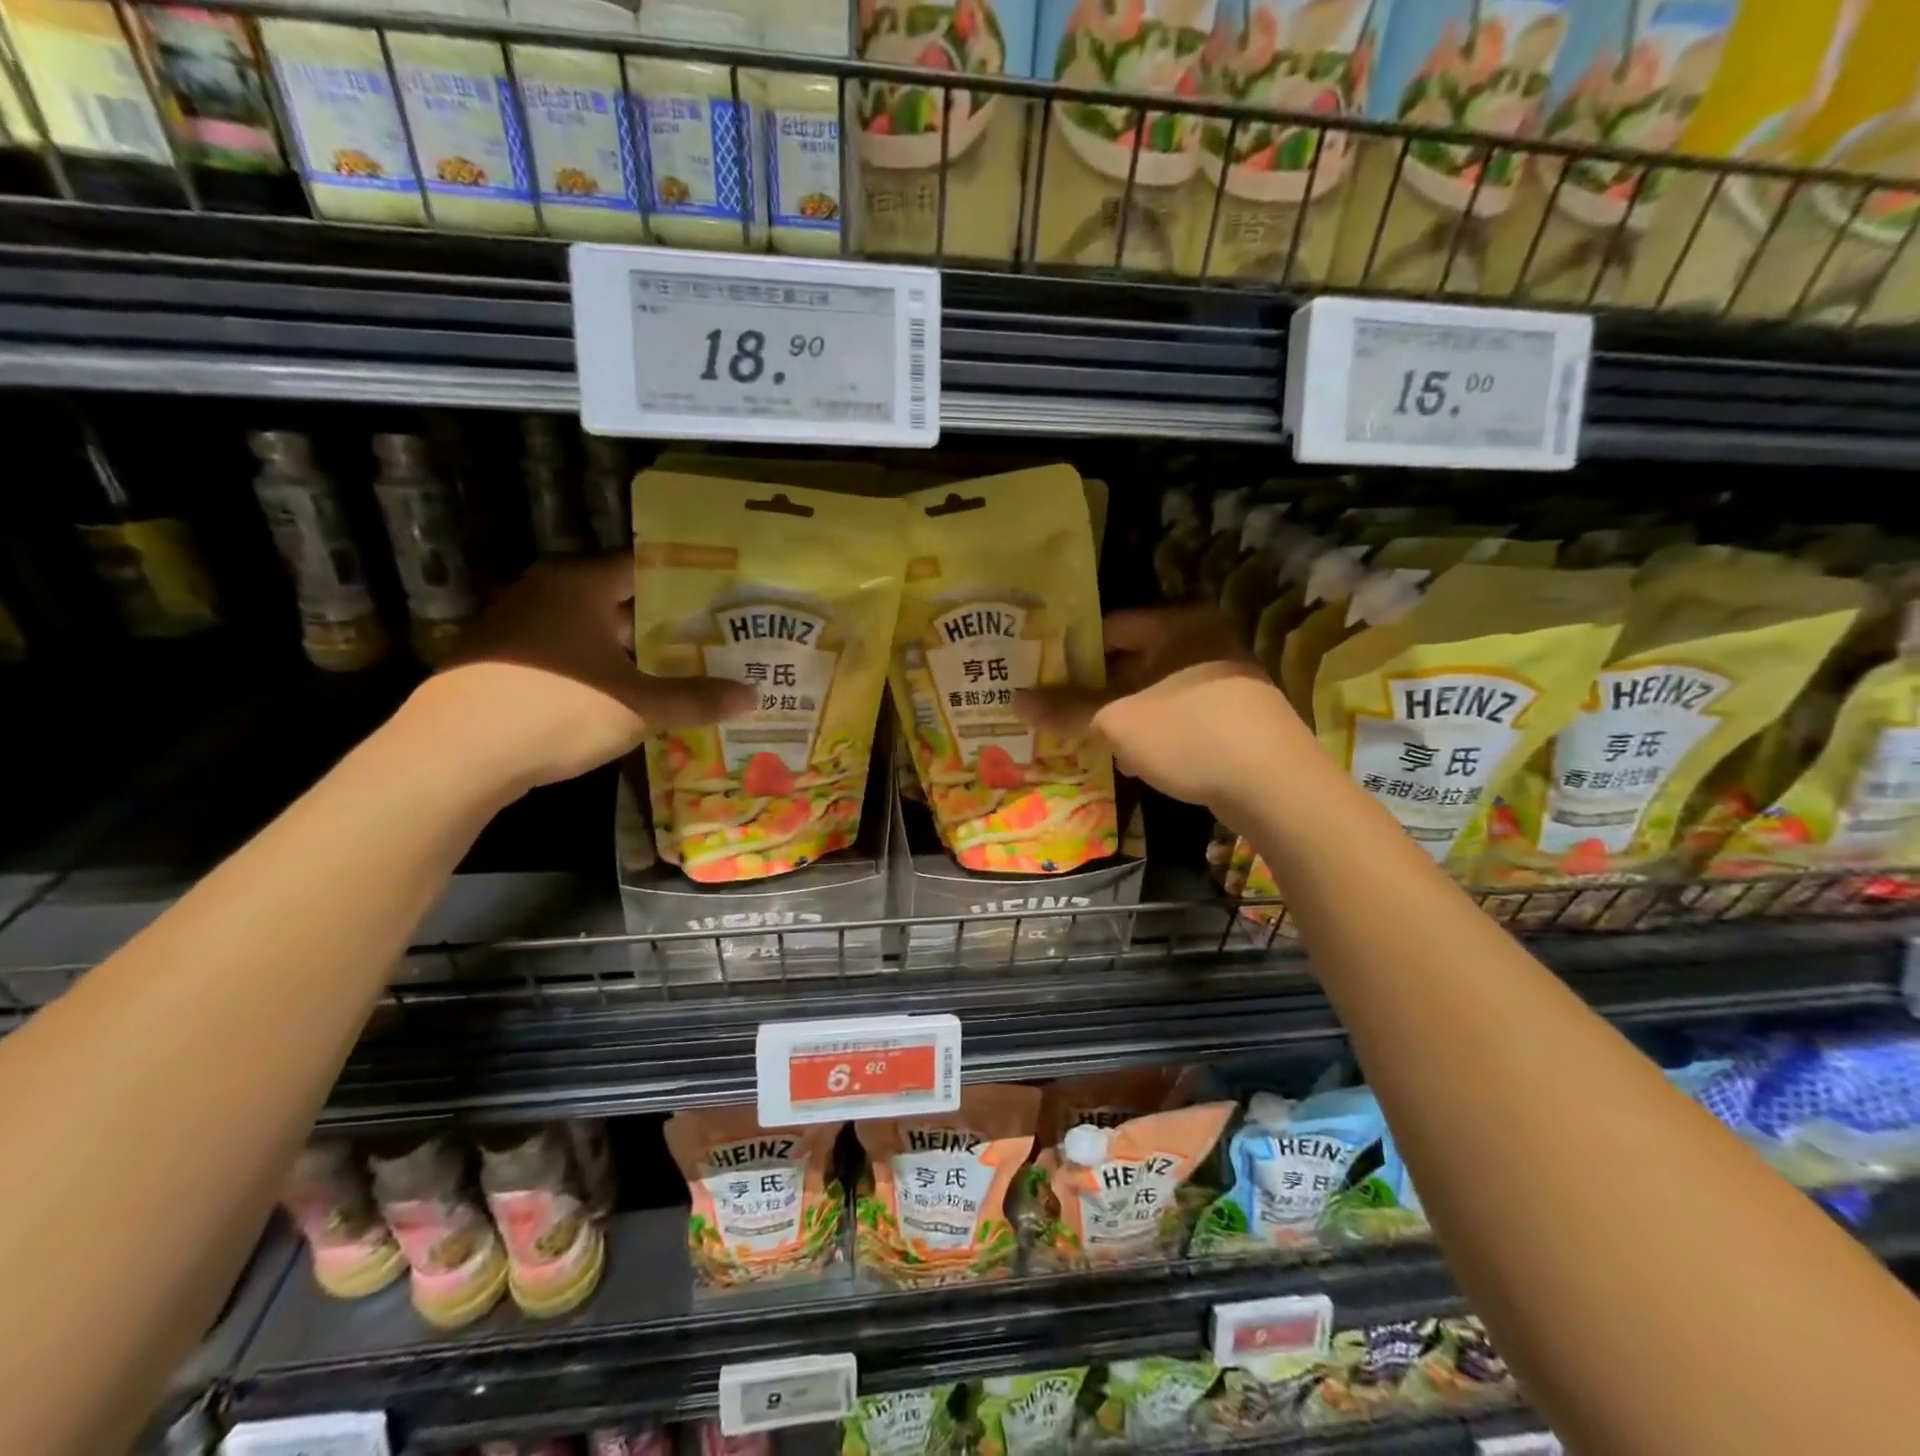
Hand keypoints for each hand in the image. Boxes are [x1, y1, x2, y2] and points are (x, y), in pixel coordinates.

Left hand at [400, 556, 751, 797]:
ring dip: (632, 648)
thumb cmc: (554, 710)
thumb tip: (752, 697)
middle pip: (619, 598)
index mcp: (578, 584)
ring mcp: (516, 625)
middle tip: (713, 638)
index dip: (687, 582)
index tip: (724, 599)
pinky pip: (565, 652)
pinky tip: (627, 693)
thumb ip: (696, 699)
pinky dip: (599, 666)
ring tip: (682, 667)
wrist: (452, 756)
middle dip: (665, 621)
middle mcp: (544, 591)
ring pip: (591, 628)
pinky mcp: (500, 660)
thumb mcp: (638, 707)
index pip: (644, 566)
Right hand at [1016, 605, 1308, 814]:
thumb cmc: (1190, 735)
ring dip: (1119, 714)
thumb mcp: (1118, 722)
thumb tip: (1015, 701)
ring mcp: (1225, 680)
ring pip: (1154, 691)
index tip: (1042, 674)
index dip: (1073, 650)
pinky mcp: (1234, 716)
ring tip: (1081, 737)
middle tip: (1054, 709)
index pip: (1112, 626)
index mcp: (1181, 625)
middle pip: (1132, 660)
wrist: (1276, 788)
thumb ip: (1066, 710)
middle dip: (1093, 689)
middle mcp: (1205, 642)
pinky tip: (1127, 759)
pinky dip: (1150, 731)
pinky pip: (1177, 714)